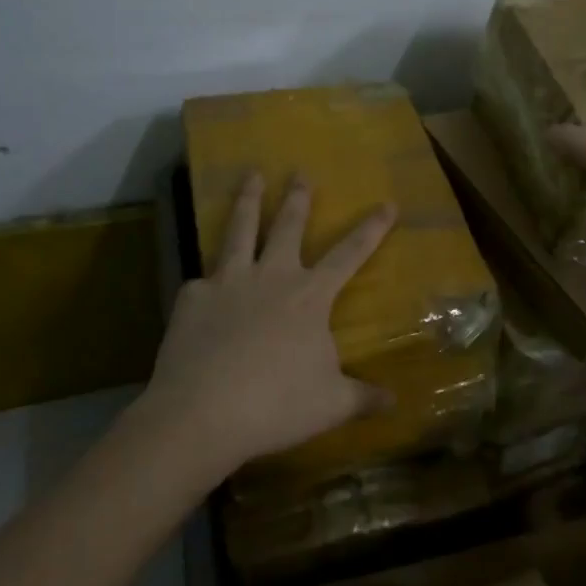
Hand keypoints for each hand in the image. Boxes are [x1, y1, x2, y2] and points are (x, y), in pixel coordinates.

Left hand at [145, 172, 396, 474]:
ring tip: (249, 174)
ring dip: (247, 200)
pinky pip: (201, 283)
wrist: (201, 413)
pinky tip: (200, 290)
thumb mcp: (330, 405)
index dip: (371, 228)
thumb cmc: (276, 406)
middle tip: (299, 171)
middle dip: (297, 197)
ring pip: (240, 230)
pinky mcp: (192, 297)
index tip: (387, 203)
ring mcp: (228, 281)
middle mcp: (271, 276)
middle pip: (288, 226)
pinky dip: (205, 283)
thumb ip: (361, 398)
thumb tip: (393, 402)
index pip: (349, 254)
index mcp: (309, 296)